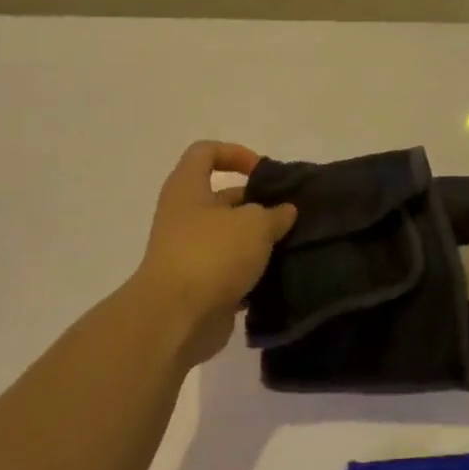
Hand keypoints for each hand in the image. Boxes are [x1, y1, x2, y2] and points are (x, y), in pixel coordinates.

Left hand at [133, 141, 296, 366]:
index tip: (264, 172)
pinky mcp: (200, 285)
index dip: (236, 154)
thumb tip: (284, 211)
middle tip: (291, 216)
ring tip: (292, 246)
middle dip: (258, 204)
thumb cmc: (212, 255)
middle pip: (223, 198)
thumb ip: (274, 214)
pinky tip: (278, 277)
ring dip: (258, 242)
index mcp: (188, 189)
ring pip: (230, 237)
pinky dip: (251, 273)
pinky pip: (230, 271)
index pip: (205, 153)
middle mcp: (185, 216)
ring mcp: (190, 253)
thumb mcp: (254, 225)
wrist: (176, 317)